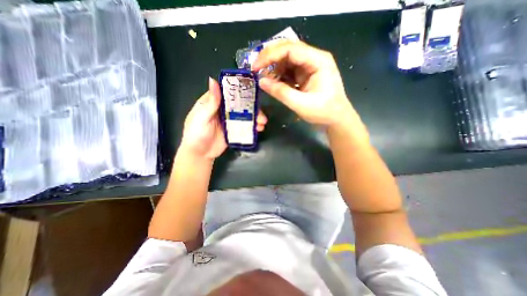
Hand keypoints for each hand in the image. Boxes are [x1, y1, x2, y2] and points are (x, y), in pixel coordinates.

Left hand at [179, 77, 267, 160]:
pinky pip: (245, 126)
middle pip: (240, 104)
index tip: (253, 91)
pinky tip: (259, 129)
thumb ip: (211, 102)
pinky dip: (252, 127)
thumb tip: (213, 80)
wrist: (199, 154)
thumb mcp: (202, 117)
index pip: (228, 92)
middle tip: (261, 114)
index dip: (240, 90)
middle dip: (252, 108)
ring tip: (262, 123)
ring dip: (255, 118)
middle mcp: (223, 109)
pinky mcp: (234, 130)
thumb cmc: (196, 133)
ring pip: (244, 115)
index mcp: (214, 102)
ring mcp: (229, 120)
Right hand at [253, 40, 359, 129]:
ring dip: (273, 69)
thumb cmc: (324, 112)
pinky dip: (279, 76)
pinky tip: (273, 83)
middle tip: (255, 70)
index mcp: (318, 61)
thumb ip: (281, 92)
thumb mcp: (301, 104)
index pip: (290, 49)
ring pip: (286, 60)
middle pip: (287, 50)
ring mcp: (309, 67)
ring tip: (264, 80)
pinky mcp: (305, 75)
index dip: (270, 55)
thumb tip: (261, 82)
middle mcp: (313, 59)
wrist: (336, 119)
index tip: (255, 67)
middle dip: (270, 59)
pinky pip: (288, 71)